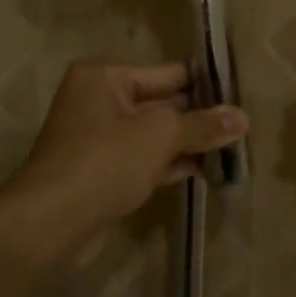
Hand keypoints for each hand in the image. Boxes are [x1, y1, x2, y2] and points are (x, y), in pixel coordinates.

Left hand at [12, 61, 248, 232]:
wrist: (51, 223)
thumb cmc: (105, 162)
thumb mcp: (160, 136)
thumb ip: (202, 125)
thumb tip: (244, 117)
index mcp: (105, 77)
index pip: (167, 73)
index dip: (204, 85)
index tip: (241, 94)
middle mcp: (98, 100)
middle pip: (161, 103)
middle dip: (198, 117)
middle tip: (243, 125)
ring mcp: (98, 138)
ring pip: (153, 135)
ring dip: (187, 143)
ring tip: (232, 149)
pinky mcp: (101, 171)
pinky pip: (143, 159)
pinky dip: (169, 163)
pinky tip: (204, 171)